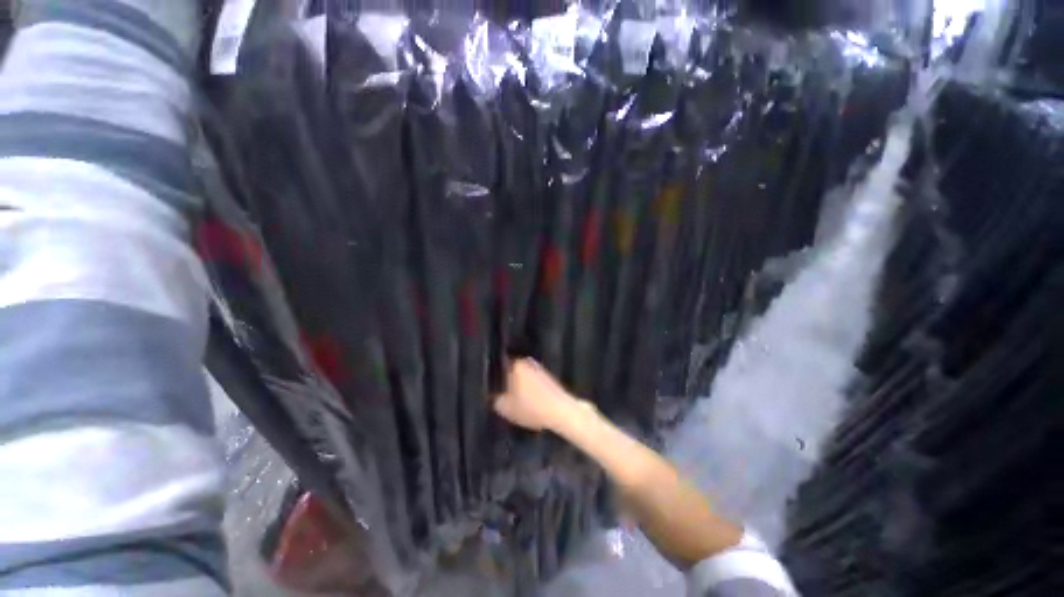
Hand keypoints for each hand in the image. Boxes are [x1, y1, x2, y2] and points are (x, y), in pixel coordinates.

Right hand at [493, 358, 582, 431]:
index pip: (496, 365)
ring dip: (514, 383)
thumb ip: (493, 398)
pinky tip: (524, 397)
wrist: (561, 412)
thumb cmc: (531, 407)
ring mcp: (537, 367)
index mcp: (514, 364)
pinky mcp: (546, 375)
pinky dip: (525, 386)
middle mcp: (526, 361)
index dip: (491, 376)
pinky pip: (529, 379)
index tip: (487, 386)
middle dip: (503, 379)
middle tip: (497, 392)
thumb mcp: (504, 407)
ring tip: (509, 396)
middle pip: (508, 369)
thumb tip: (490, 393)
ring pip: (519, 374)